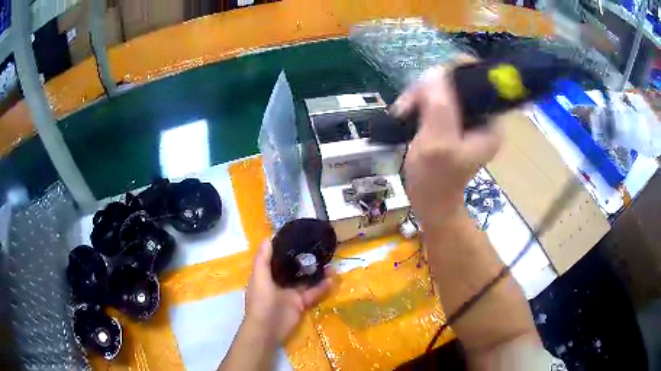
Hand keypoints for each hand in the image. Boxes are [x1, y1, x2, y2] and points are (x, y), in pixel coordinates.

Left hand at [244, 240, 333, 343]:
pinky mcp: (301, 304)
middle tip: (320, 250)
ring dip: (317, 273)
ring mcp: (291, 293)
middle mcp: (279, 282)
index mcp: (267, 275)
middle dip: (306, 260)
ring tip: (330, 263)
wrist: (267, 329)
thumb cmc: (260, 302)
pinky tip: (332, 280)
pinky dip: (323, 287)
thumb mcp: (259, 278)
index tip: (299, 237)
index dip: (287, 249)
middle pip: (294, 268)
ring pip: (306, 280)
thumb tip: (267, 238)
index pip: (277, 258)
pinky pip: (314, 293)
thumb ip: (263, 259)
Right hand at [394, 66, 501, 223]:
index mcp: (490, 121)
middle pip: (456, 80)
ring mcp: (466, 119)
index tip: (428, 85)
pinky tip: (406, 113)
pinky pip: (435, 99)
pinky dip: (419, 103)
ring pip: (442, 88)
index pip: (477, 77)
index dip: (451, 73)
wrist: (429, 203)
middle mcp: (482, 115)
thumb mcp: (438, 143)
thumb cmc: (435, 180)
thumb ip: (440, 106)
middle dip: (429, 88)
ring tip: (404, 112)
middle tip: (409, 105)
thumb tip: (435, 72)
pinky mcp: (452, 122)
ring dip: (419, 96)